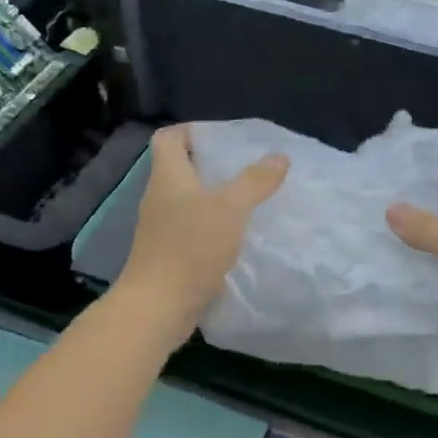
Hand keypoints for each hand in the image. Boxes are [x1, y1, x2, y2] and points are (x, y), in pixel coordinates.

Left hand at [116, 125, 288, 332]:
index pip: (168, 137)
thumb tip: (279, 157)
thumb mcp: (229, 208)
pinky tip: (239, 237)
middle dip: (214, 166)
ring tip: (251, 201)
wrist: (158, 307)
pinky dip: (214, 228)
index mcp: (168, 177)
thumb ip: (254, 181)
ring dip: (217, 199)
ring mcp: (162, 229)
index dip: (193, 130)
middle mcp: (160, 198)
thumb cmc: (190, 248)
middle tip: (249, 169)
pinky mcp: (169, 255)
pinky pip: (193, 231)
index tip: (225, 139)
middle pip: (181, 169)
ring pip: (190, 202)